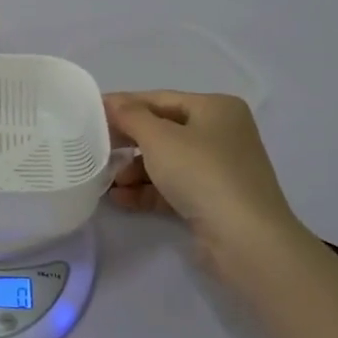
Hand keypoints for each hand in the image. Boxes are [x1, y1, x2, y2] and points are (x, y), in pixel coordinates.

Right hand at [104, 92, 302, 276]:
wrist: (245, 238)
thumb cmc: (202, 173)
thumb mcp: (159, 138)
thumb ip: (130, 116)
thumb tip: (110, 101)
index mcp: (216, 108)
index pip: (160, 99)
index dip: (124, 105)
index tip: (91, 114)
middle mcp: (221, 133)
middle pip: (163, 131)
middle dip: (128, 143)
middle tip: (96, 149)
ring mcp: (219, 168)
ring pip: (167, 161)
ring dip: (134, 171)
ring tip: (108, 183)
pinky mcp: (213, 199)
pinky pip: (174, 187)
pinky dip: (148, 190)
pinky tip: (121, 199)